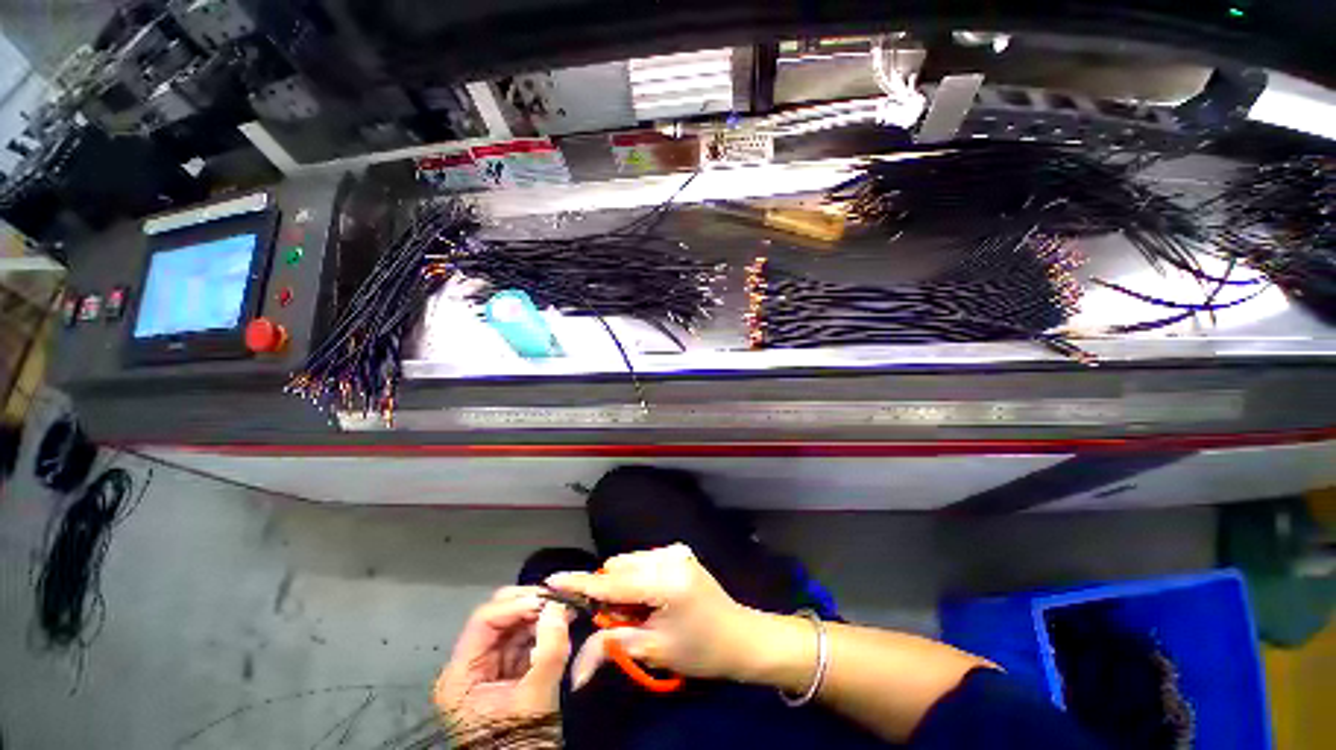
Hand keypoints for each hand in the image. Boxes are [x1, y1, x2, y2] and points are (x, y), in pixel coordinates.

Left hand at [433, 586, 571, 728]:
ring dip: (540, 617)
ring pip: (513, 628)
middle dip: (530, 605)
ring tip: (566, 611)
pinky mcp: (506, 675)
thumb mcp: (535, 700)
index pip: (484, 621)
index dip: (517, 604)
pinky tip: (561, 628)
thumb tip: (559, 607)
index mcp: (461, 676)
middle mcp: (469, 667)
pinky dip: (542, 633)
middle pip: (497, 619)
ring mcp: (488, 671)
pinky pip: (523, 643)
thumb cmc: (520, 744)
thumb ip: (548, 652)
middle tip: (559, 600)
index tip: (549, 599)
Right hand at [546, 544, 757, 688]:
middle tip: (621, 621)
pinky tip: (651, 598)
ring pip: (629, 562)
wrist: (739, 636)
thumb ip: (613, 644)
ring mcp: (675, 550)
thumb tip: (576, 665)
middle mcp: (668, 556)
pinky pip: (644, 560)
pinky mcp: (679, 551)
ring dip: (623, 585)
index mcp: (664, 581)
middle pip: (619, 567)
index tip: (552, 581)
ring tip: (640, 611)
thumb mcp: (654, 650)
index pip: (612, 582)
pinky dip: (637, 578)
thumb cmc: (699, 650)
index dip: (580, 583)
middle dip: (609, 592)